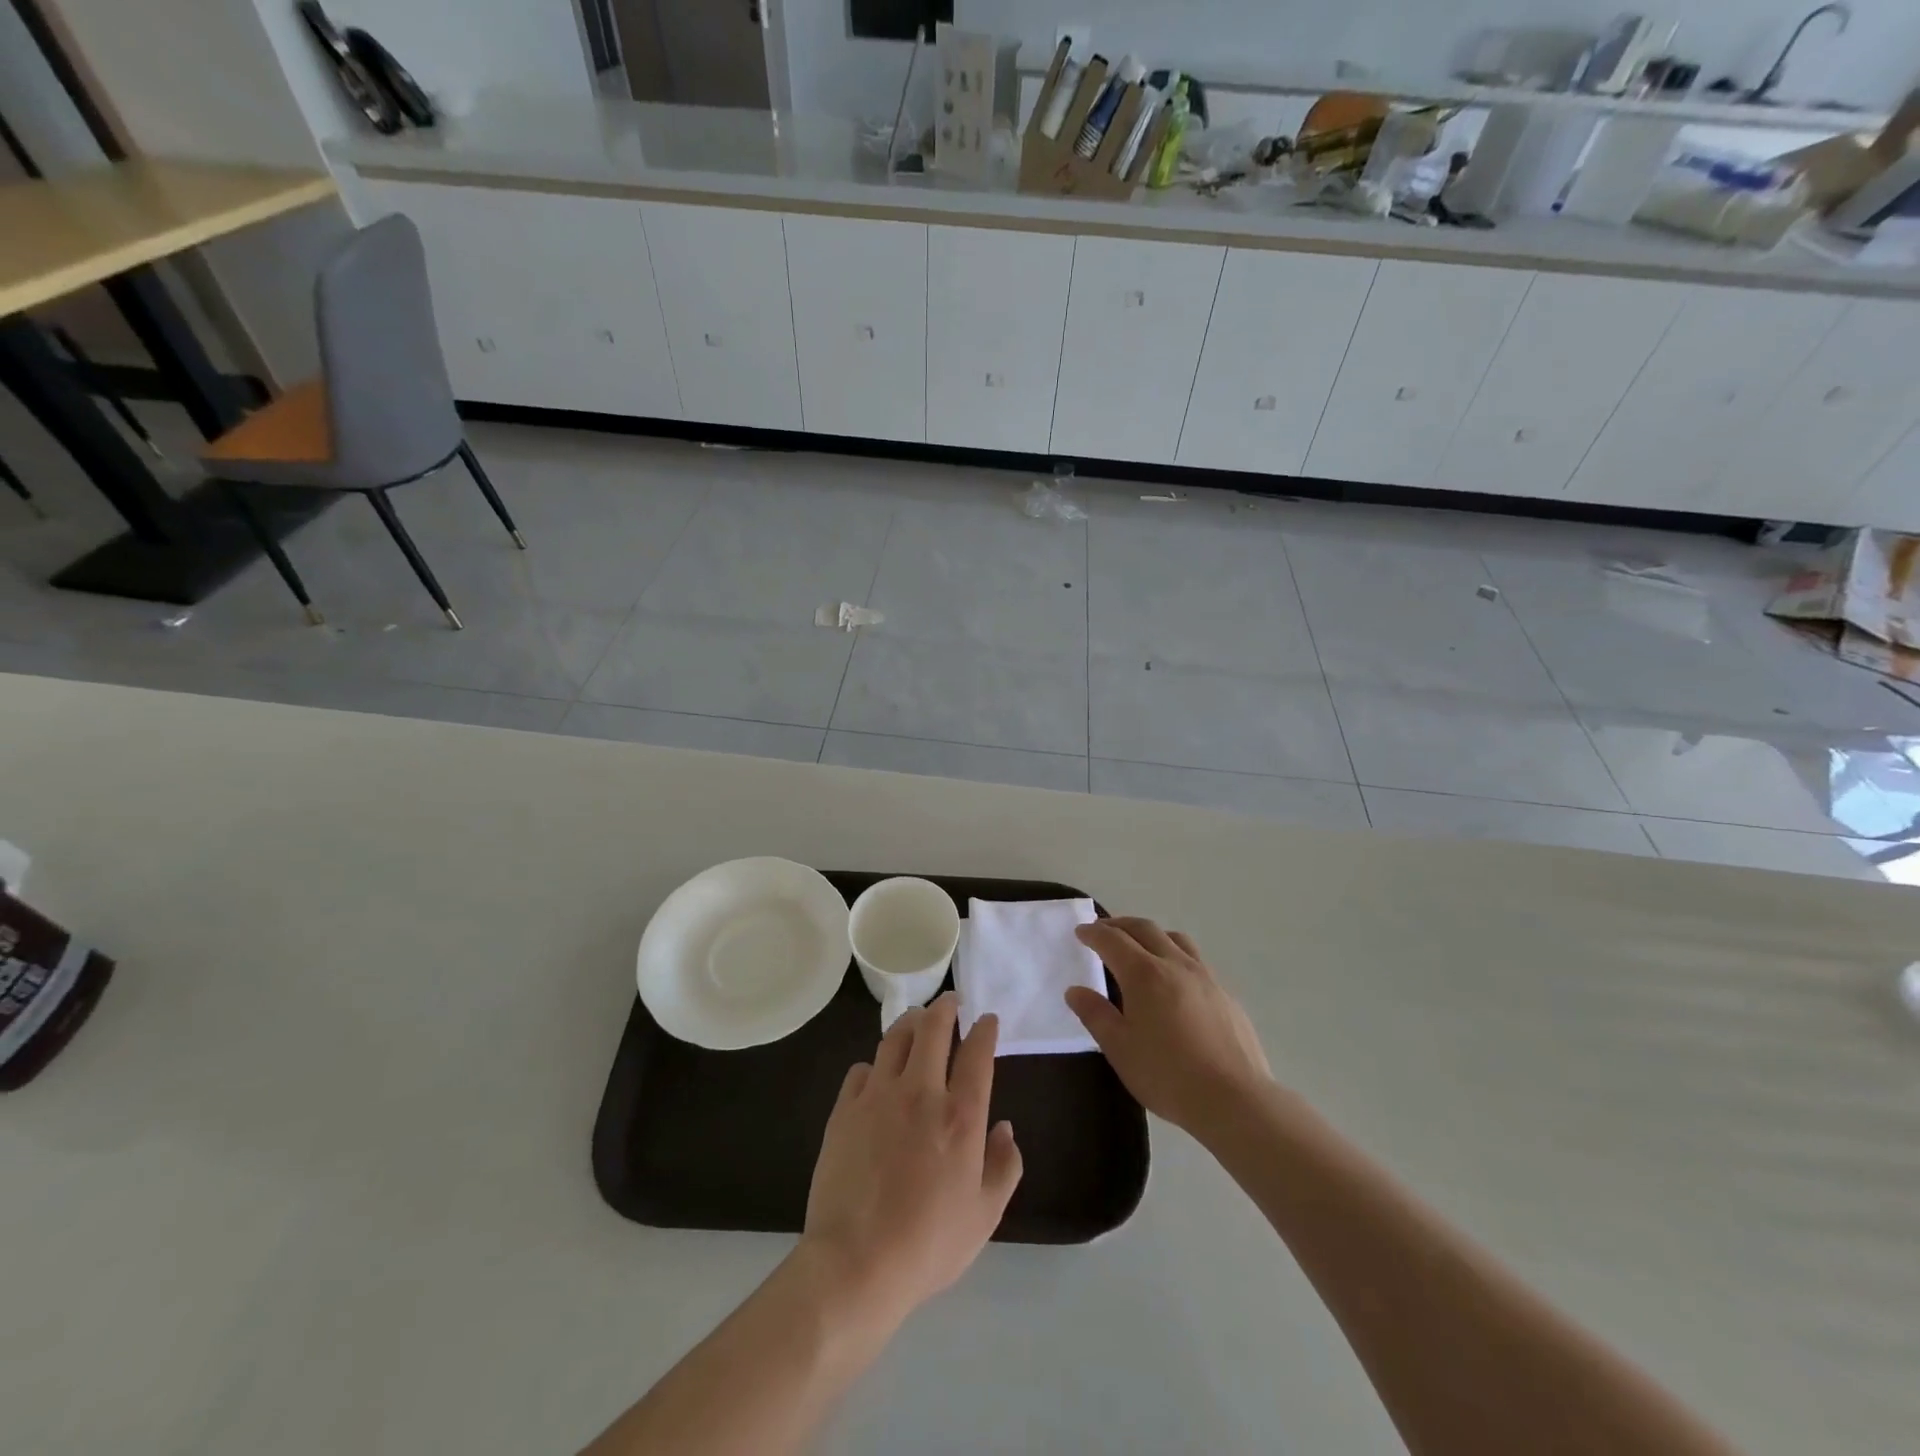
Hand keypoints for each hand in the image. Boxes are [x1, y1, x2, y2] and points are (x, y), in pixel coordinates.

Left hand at [800, 993, 1022, 1327]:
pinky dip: (876, 1064)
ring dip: (910, 1022)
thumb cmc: (928, 1244)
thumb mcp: (985, 1216)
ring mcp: (878, 1096)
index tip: (987, 1020)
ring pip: (895, 1037)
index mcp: (960, 1115)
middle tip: (950, 1002)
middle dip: (945, 1007)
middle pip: (933, 1028)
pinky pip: (862, 1069)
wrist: (856, 1263)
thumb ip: (1004, 1166)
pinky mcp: (845, 1109)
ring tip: (916, 1020)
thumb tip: (1005, 1128)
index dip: (984, 1029)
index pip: (977, 1052)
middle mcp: (921, 1092)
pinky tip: (878, 1073)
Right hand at [1066, 917, 1272, 1136]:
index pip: (1112, 940)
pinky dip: (1175, 955)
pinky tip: (1175, 981)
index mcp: (1144, 974)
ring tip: (1141, 946)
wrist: (1234, 1099)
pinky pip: (1195, 961)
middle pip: (1144, 929)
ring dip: (1151, 934)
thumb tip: (1075, 991)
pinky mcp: (1225, 994)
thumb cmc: (1167, 1075)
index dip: (1093, 933)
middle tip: (1103, 930)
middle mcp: (1175, 964)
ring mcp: (1205, 977)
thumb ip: (1095, 1014)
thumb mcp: (1119, 1048)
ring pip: (1175, 939)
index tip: (1081, 932)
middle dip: (1120, 925)